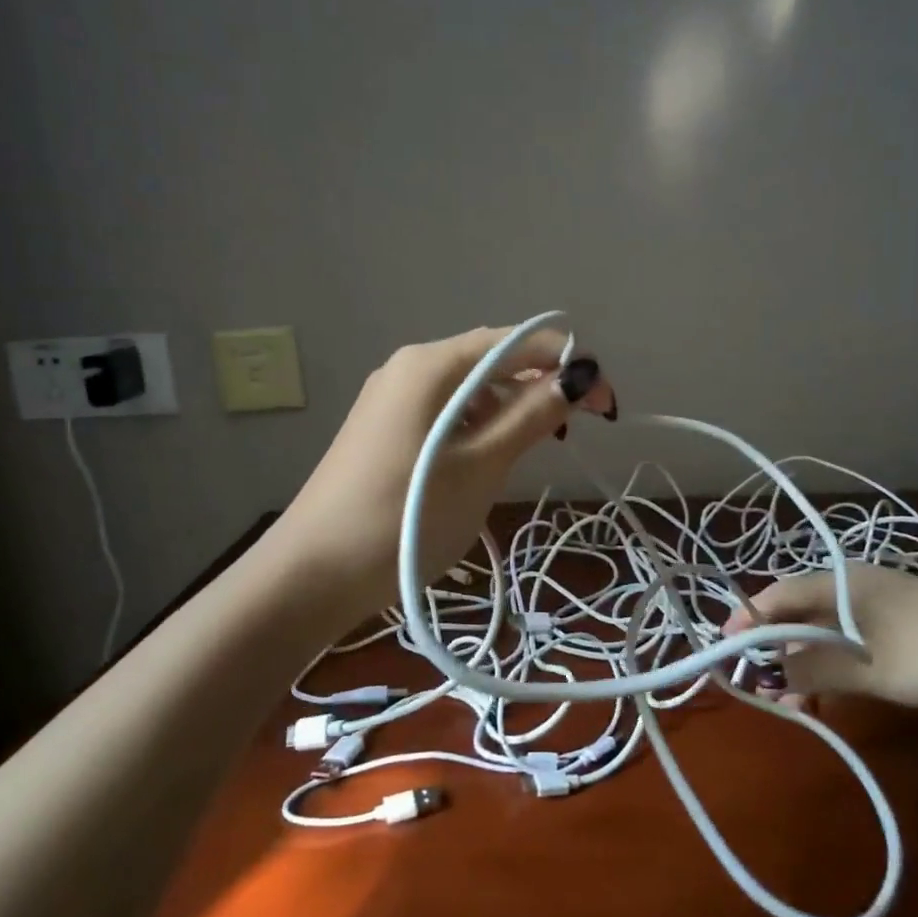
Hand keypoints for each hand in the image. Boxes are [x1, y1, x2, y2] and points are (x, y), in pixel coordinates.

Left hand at [266, 325, 614, 616]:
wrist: (311, 575)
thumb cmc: (405, 517)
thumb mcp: (482, 465)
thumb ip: (533, 413)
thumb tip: (580, 374)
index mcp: (431, 363)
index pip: (517, 342)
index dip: (568, 364)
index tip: (605, 406)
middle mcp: (410, 367)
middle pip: (492, 359)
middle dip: (541, 384)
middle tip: (574, 429)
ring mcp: (393, 398)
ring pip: (470, 388)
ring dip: (512, 407)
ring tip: (536, 447)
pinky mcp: (385, 429)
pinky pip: (446, 411)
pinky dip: (479, 425)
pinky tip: (491, 455)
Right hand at [726, 563, 917, 709]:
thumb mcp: (870, 667)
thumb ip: (815, 670)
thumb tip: (770, 677)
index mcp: (839, 582)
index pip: (778, 594)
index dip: (748, 618)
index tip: (725, 648)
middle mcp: (852, 587)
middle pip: (797, 613)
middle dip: (774, 649)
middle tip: (760, 686)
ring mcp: (877, 608)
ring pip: (823, 632)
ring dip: (803, 664)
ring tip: (793, 703)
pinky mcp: (898, 630)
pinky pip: (849, 644)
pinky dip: (832, 667)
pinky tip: (829, 696)